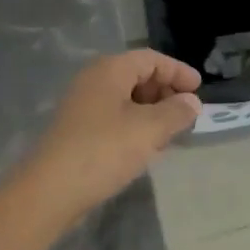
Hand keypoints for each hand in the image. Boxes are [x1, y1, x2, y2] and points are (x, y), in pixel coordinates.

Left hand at [15, 50, 201, 226]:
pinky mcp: (78, 130)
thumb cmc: (104, 150)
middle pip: (138, 75)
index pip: (151, 59)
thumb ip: (176, 112)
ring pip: (126, 98)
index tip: (199, 90)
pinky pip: (114, 117)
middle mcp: (94, 80)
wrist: (50, 190)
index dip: (178, 71)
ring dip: (152, 111)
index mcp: (110, 69)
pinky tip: (146, 147)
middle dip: (165, 92)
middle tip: (187, 113)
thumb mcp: (149, 130)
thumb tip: (192, 102)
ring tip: (171, 132)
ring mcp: (83, 105)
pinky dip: (135, 125)